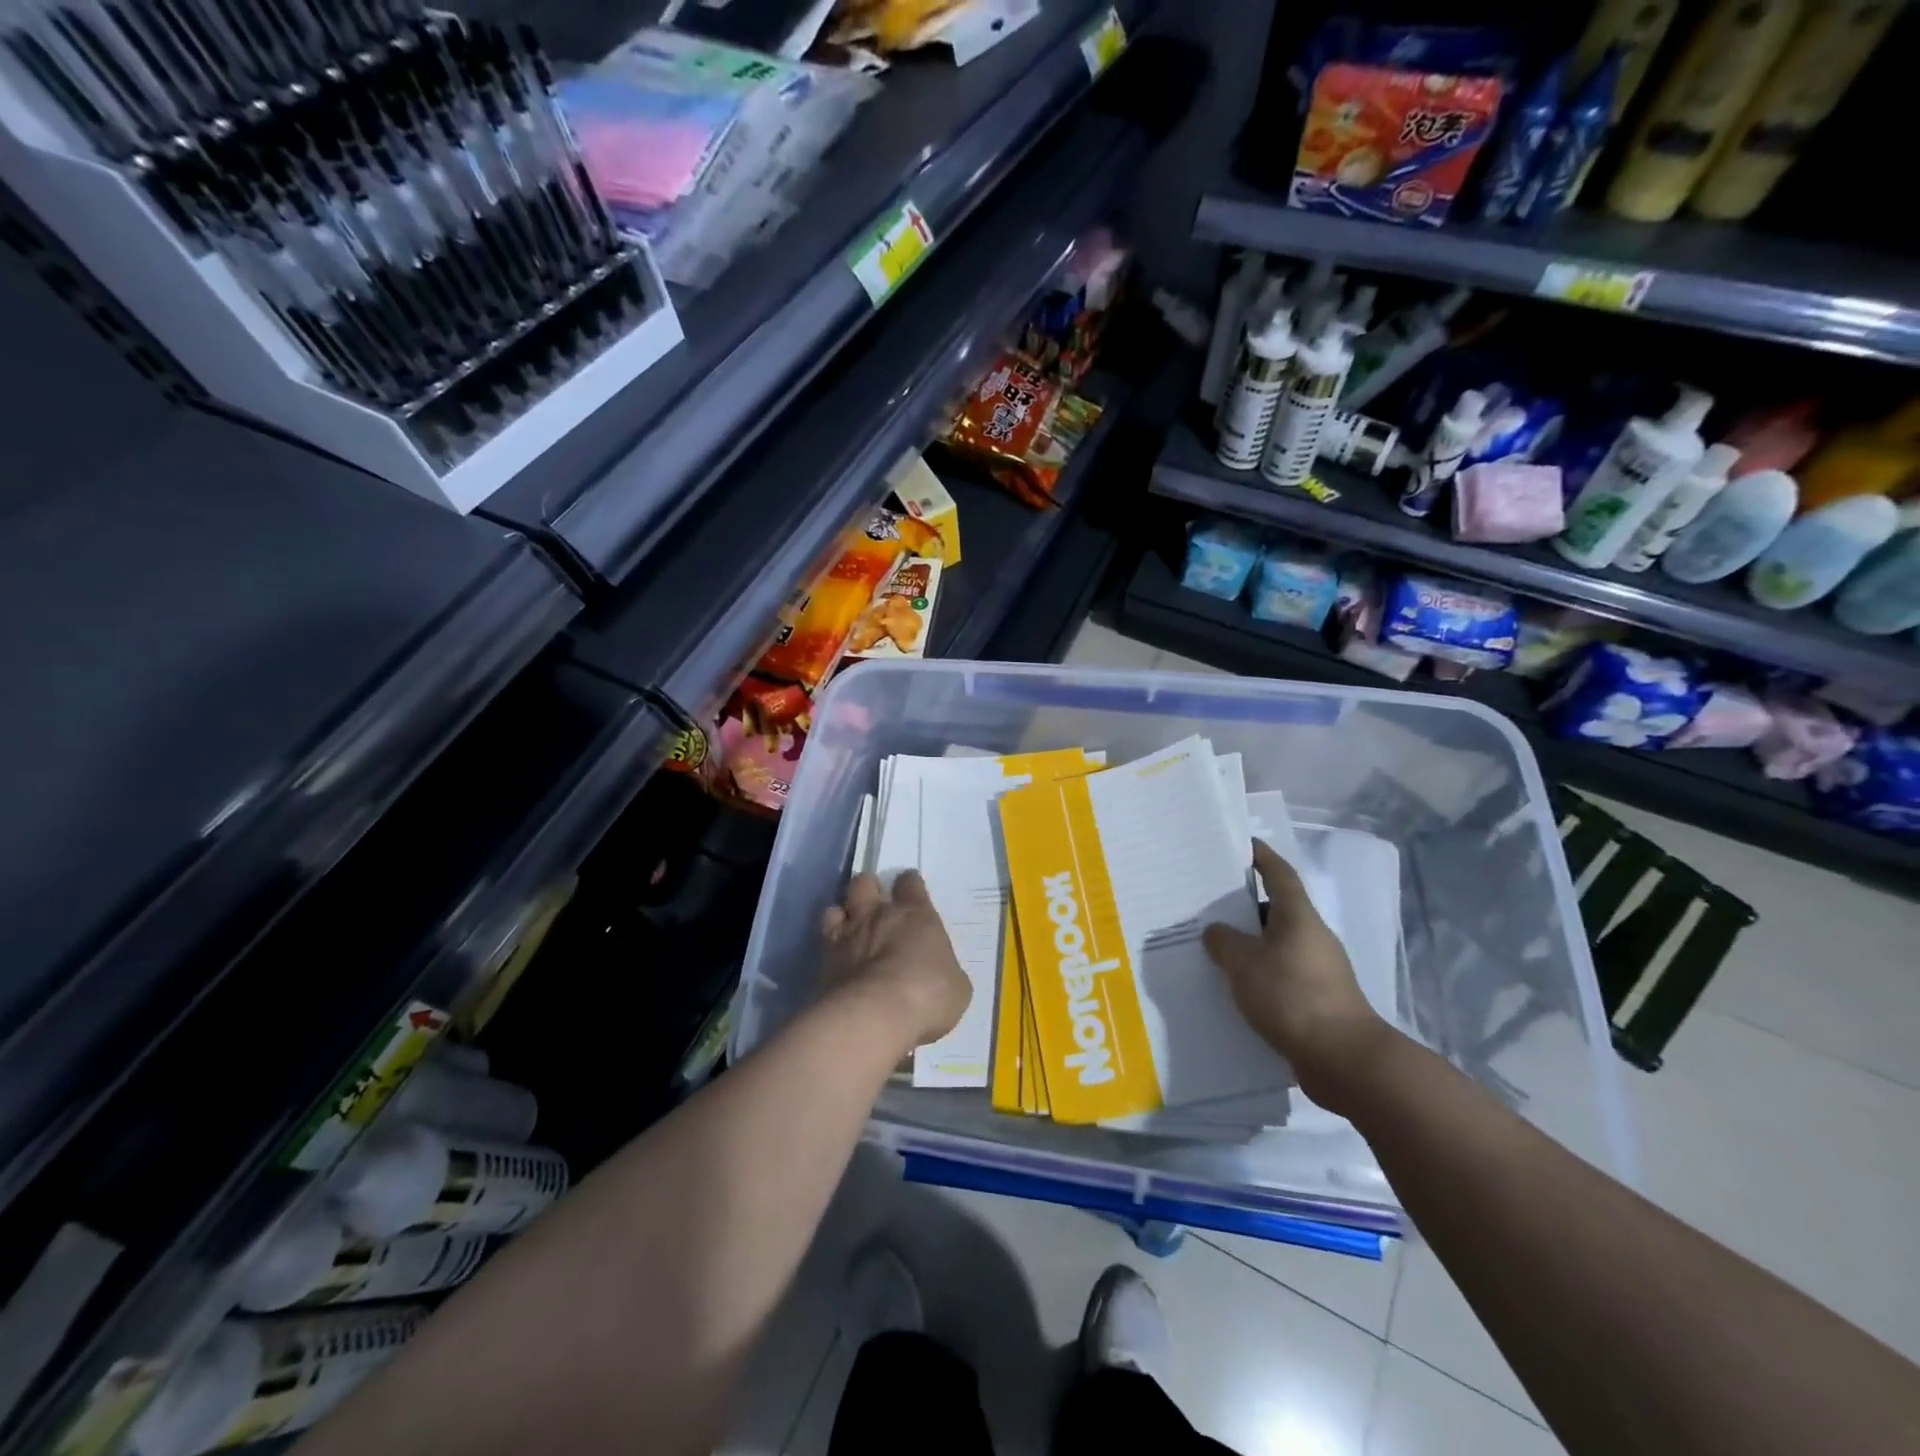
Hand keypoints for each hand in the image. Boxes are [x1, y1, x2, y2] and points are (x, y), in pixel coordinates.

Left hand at [820, 872, 971, 1053]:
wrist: (875, 1016)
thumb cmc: (927, 995)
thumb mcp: (956, 987)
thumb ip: (945, 970)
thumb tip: (940, 972)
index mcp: (916, 915)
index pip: (910, 884)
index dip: (910, 883)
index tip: (910, 887)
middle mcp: (878, 916)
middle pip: (865, 883)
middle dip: (868, 888)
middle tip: (874, 904)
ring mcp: (847, 936)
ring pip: (836, 908)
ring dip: (842, 915)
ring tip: (849, 929)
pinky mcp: (823, 962)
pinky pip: (822, 943)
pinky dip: (829, 948)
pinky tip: (835, 960)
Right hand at [1203, 840, 1392, 1112]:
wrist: (1344, 1060)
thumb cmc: (1292, 997)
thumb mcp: (1244, 964)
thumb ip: (1223, 942)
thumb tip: (1216, 932)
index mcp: (1298, 917)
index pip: (1279, 873)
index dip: (1261, 856)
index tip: (1242, 844)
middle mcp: (1311, 937)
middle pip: (1275, 910)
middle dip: (1243, 907)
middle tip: (1207, 904)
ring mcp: (1318, 971)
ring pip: (1274, 947)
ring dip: (1248, 946)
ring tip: (1211, 950)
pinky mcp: (1316, 1001)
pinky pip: (1278, 977)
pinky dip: (1256, 976)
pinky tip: (1231, 990)